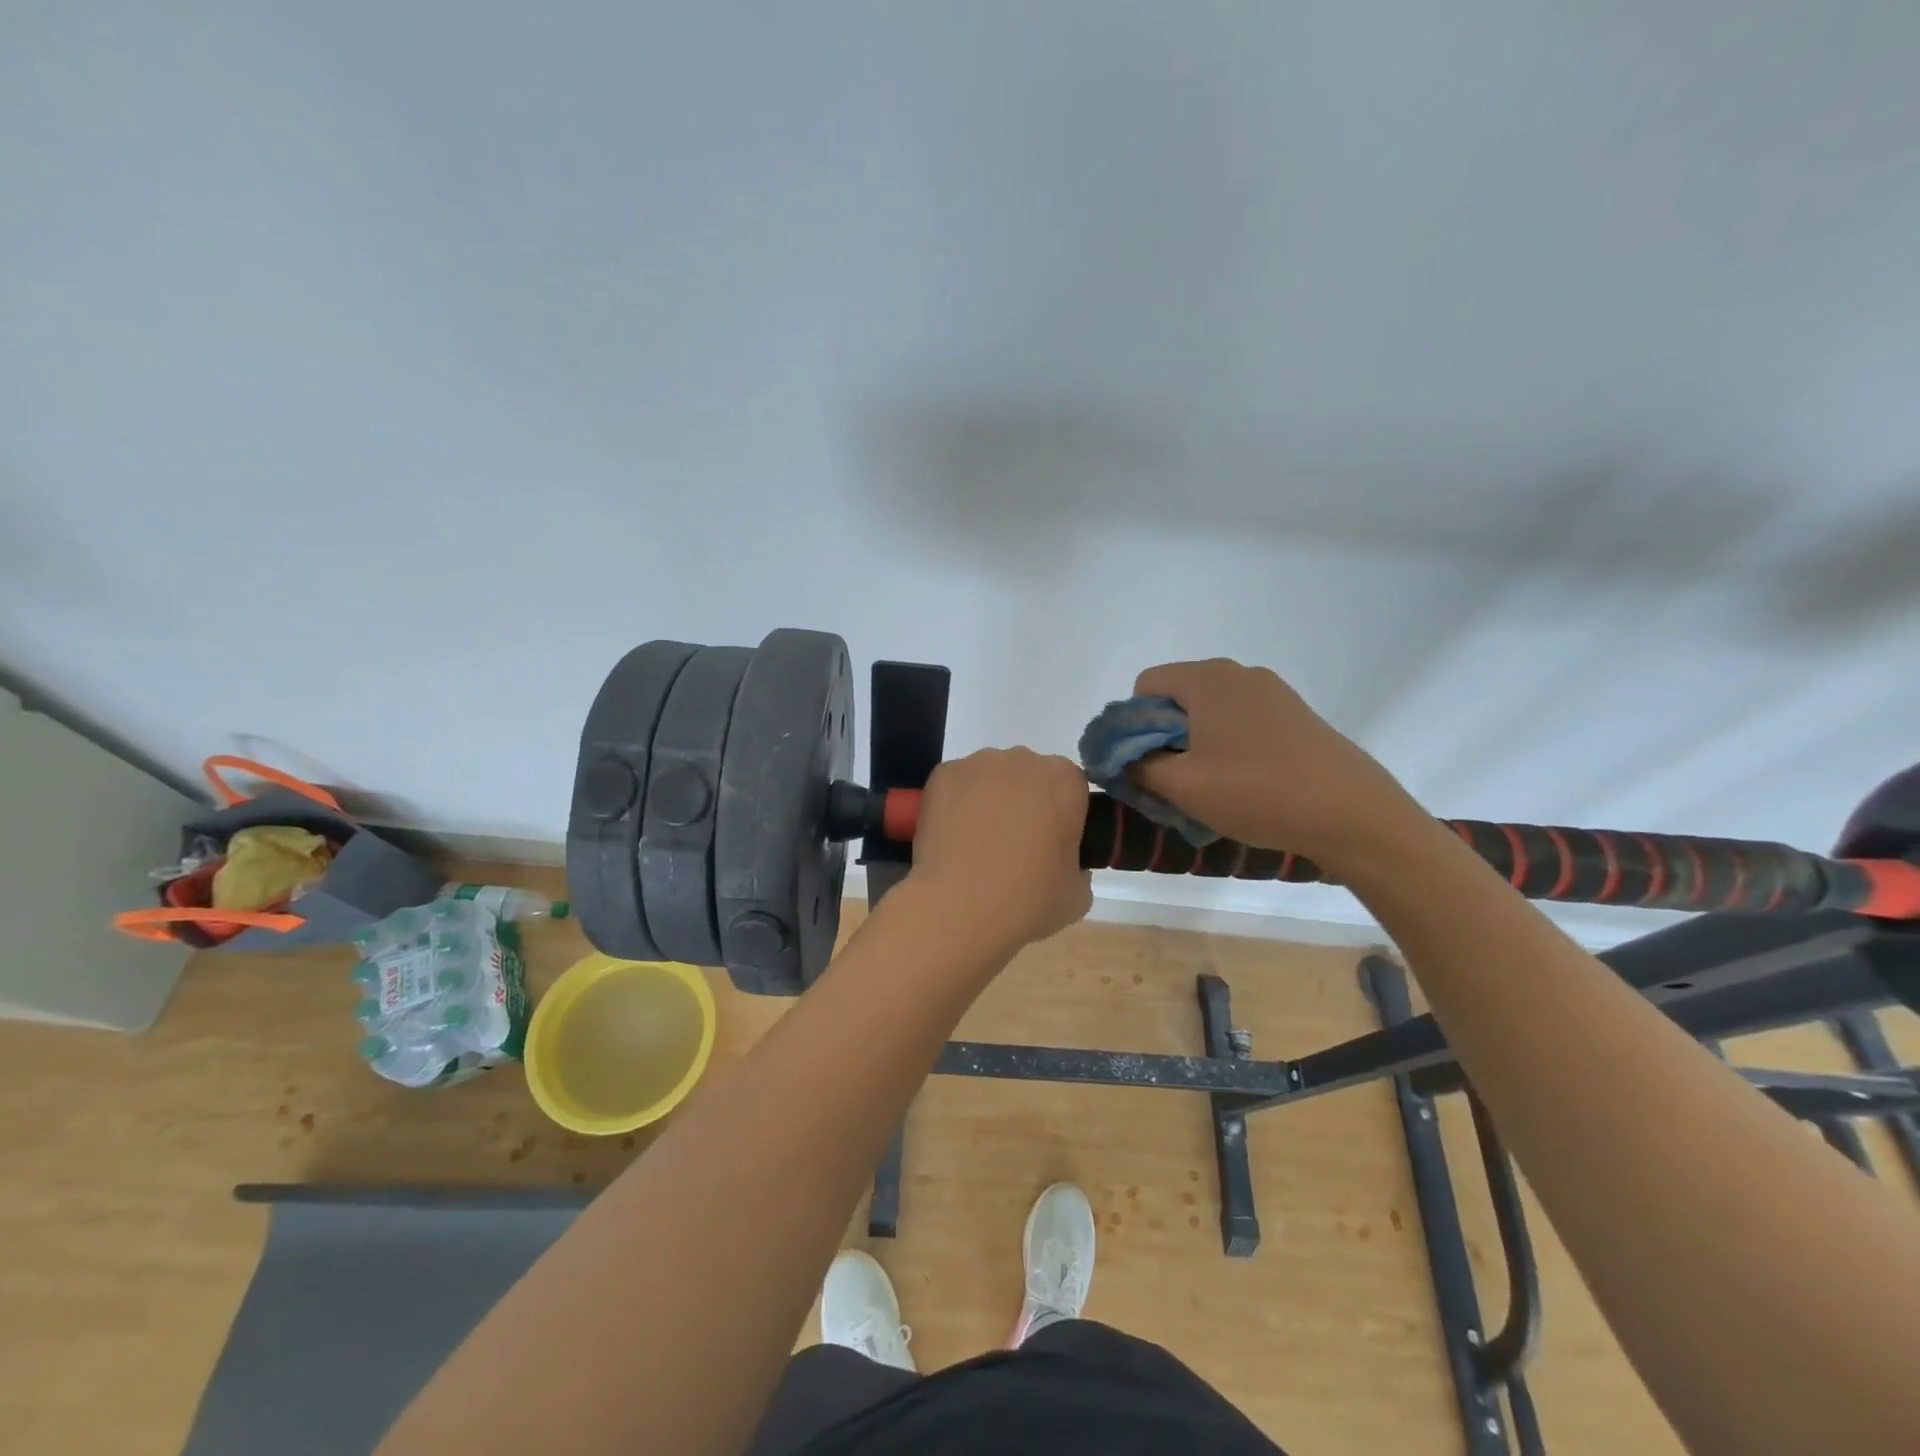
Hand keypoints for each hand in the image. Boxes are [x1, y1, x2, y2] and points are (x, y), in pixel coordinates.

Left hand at [903, 748, 1093, 957]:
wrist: (958, 908)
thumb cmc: (1027, 901)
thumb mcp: (1077, 895)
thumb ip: (1078, 867)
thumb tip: (1061, 862)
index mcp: (1065, 781)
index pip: (1072, 788)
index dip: (1064, 815)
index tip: (1053, 844)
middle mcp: (1023, 760)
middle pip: (1031, 775)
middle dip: (1027, 802)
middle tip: (1016, 846)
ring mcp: (979, 764)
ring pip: (993, 776)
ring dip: (992, 800)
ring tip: (979, 843)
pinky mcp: (943, 774)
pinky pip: (959, 784)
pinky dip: (958, 802)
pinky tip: (954, 837)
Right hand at [1130, 659, 1425, 870]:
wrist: (1352, 813)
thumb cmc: (1257, 792)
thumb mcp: (1182, 786)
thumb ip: (1137, 767)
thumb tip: (1118, 758)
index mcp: (1207, 679)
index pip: (1145, 685)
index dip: (1134, 725)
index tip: (1147, 764)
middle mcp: (1238, 673)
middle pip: (1177, 697)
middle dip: (1164, 737)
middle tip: (1173, 781)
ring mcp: (1272, 692)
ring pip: (1209, 712)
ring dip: (1195, 746)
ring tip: (1209, 788)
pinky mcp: (1295, 714)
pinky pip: (1240, 722)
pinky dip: (1227, 747)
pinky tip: (1244, 784)